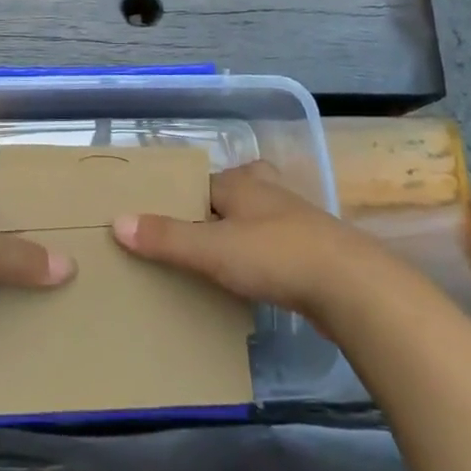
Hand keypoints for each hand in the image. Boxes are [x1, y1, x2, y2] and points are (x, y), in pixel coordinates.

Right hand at [111, 160, 359, 322]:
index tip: (155, 219)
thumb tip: (117, 221)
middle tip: (186, 236)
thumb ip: (166, 238)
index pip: (199, 183)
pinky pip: (274, 248)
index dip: (177, 198)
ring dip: (238, 235)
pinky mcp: (312, 252)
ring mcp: (294, 222)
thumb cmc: (275, 255)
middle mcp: (266, 193)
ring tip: (212, 260)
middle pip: (231, 194)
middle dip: (212, 210)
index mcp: (240, 183)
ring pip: (255, 220)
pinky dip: (259, 258)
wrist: (352, 287)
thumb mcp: (212, 248)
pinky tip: (251, 280)